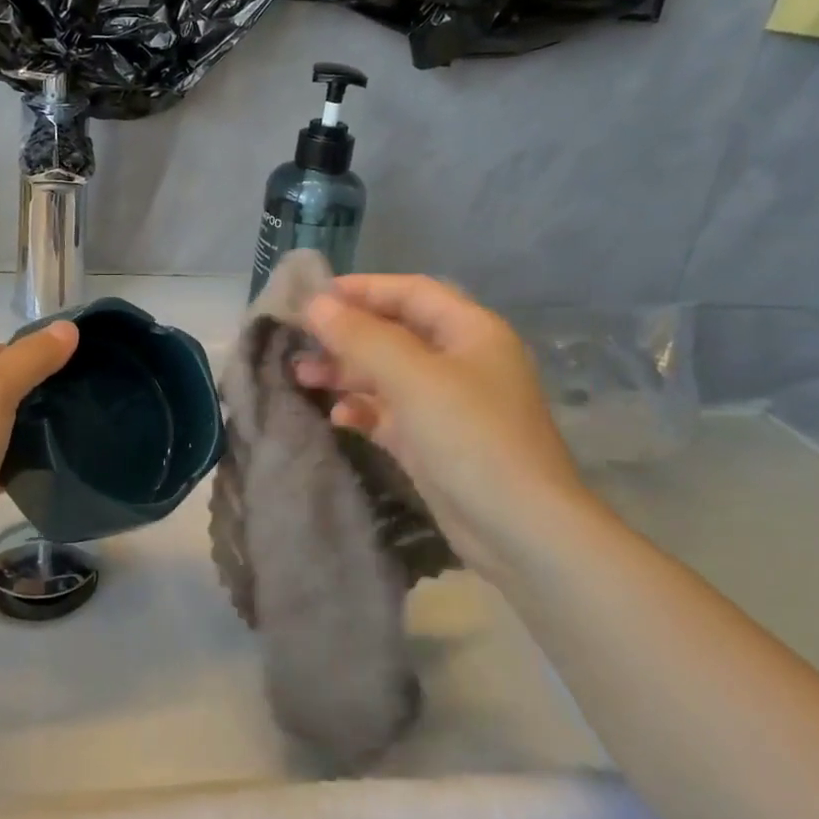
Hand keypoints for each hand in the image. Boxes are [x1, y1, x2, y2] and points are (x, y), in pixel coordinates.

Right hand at [295, 275, 585, 573]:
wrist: (520, 529)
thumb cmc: (470, 436)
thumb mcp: (412, 377)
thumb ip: (361, 336)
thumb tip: (314, 303)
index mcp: (470, 331)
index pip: (411, 292)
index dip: (362, 289)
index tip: (312, 296)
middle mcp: (461, 361)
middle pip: (394, 333)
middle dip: (346, 336)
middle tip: (298, 341)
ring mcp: (448, 404)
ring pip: (387, 375)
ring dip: (346, 373)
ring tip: (302, 376)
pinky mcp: (434, 443)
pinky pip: (391, 414)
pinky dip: (364, 410)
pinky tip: (339, 418)